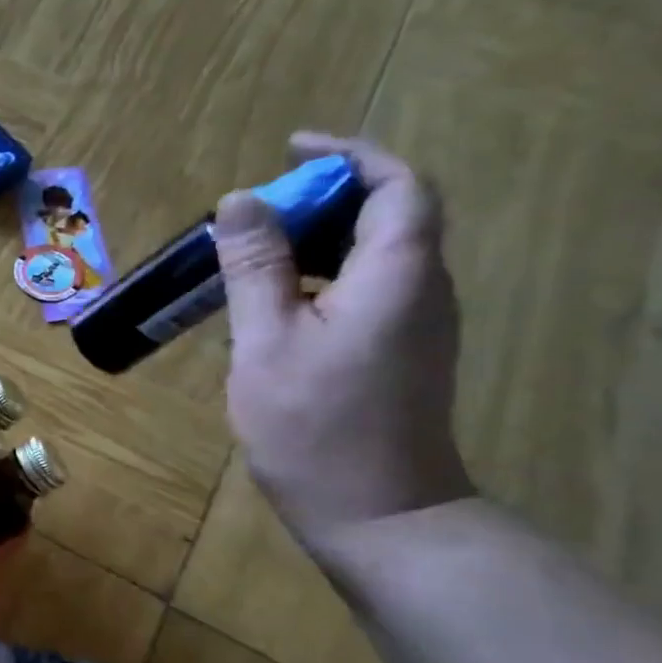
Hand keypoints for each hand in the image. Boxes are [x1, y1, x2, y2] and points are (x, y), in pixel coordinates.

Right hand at [214, 132, 474, 546]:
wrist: (378, 514)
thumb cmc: (315, 427)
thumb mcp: (266, 342)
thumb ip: (254, 268)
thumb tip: (241, 200)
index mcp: (396, 275)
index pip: (396, 185)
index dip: (348, 156)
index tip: (291, 148)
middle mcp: (420, 288)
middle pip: (386, 214)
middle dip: (321, 196)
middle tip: (251, 213)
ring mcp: (414, 324)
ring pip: (372, 254)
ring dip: (316, 238)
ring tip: (249, 253)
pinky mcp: (398, 353)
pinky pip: (364, 289)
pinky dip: (319, 276)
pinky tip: (270, 303)